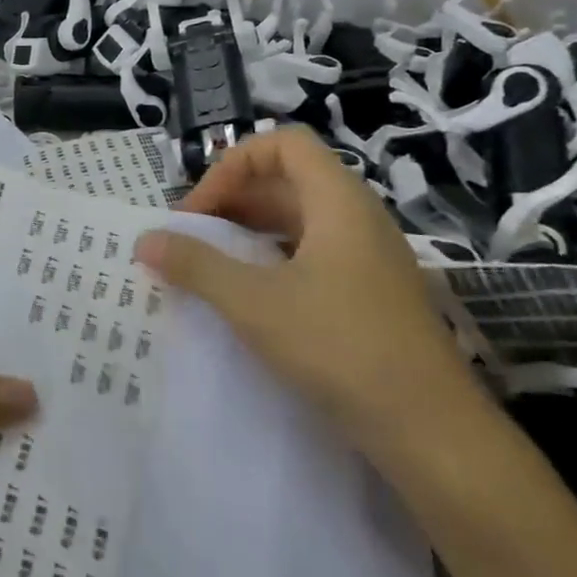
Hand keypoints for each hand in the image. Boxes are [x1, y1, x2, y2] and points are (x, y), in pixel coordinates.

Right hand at [135, 127, 478, 451]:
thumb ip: (195, 265)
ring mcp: (368, 257)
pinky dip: (272, 259)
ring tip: (210, 263)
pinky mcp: (370, 293)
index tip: (200, 209)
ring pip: (299, 219)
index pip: (283, 144)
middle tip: (191, 236)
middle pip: (288, 180)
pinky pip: (313, 253)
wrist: (431, 432)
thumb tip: (144, 240)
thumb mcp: (254, 303)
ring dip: (249, 231)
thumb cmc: (340, 347)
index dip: (233, 164)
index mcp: (338, 201)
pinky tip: (249, 295)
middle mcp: (358, 217)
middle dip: (233, 199)